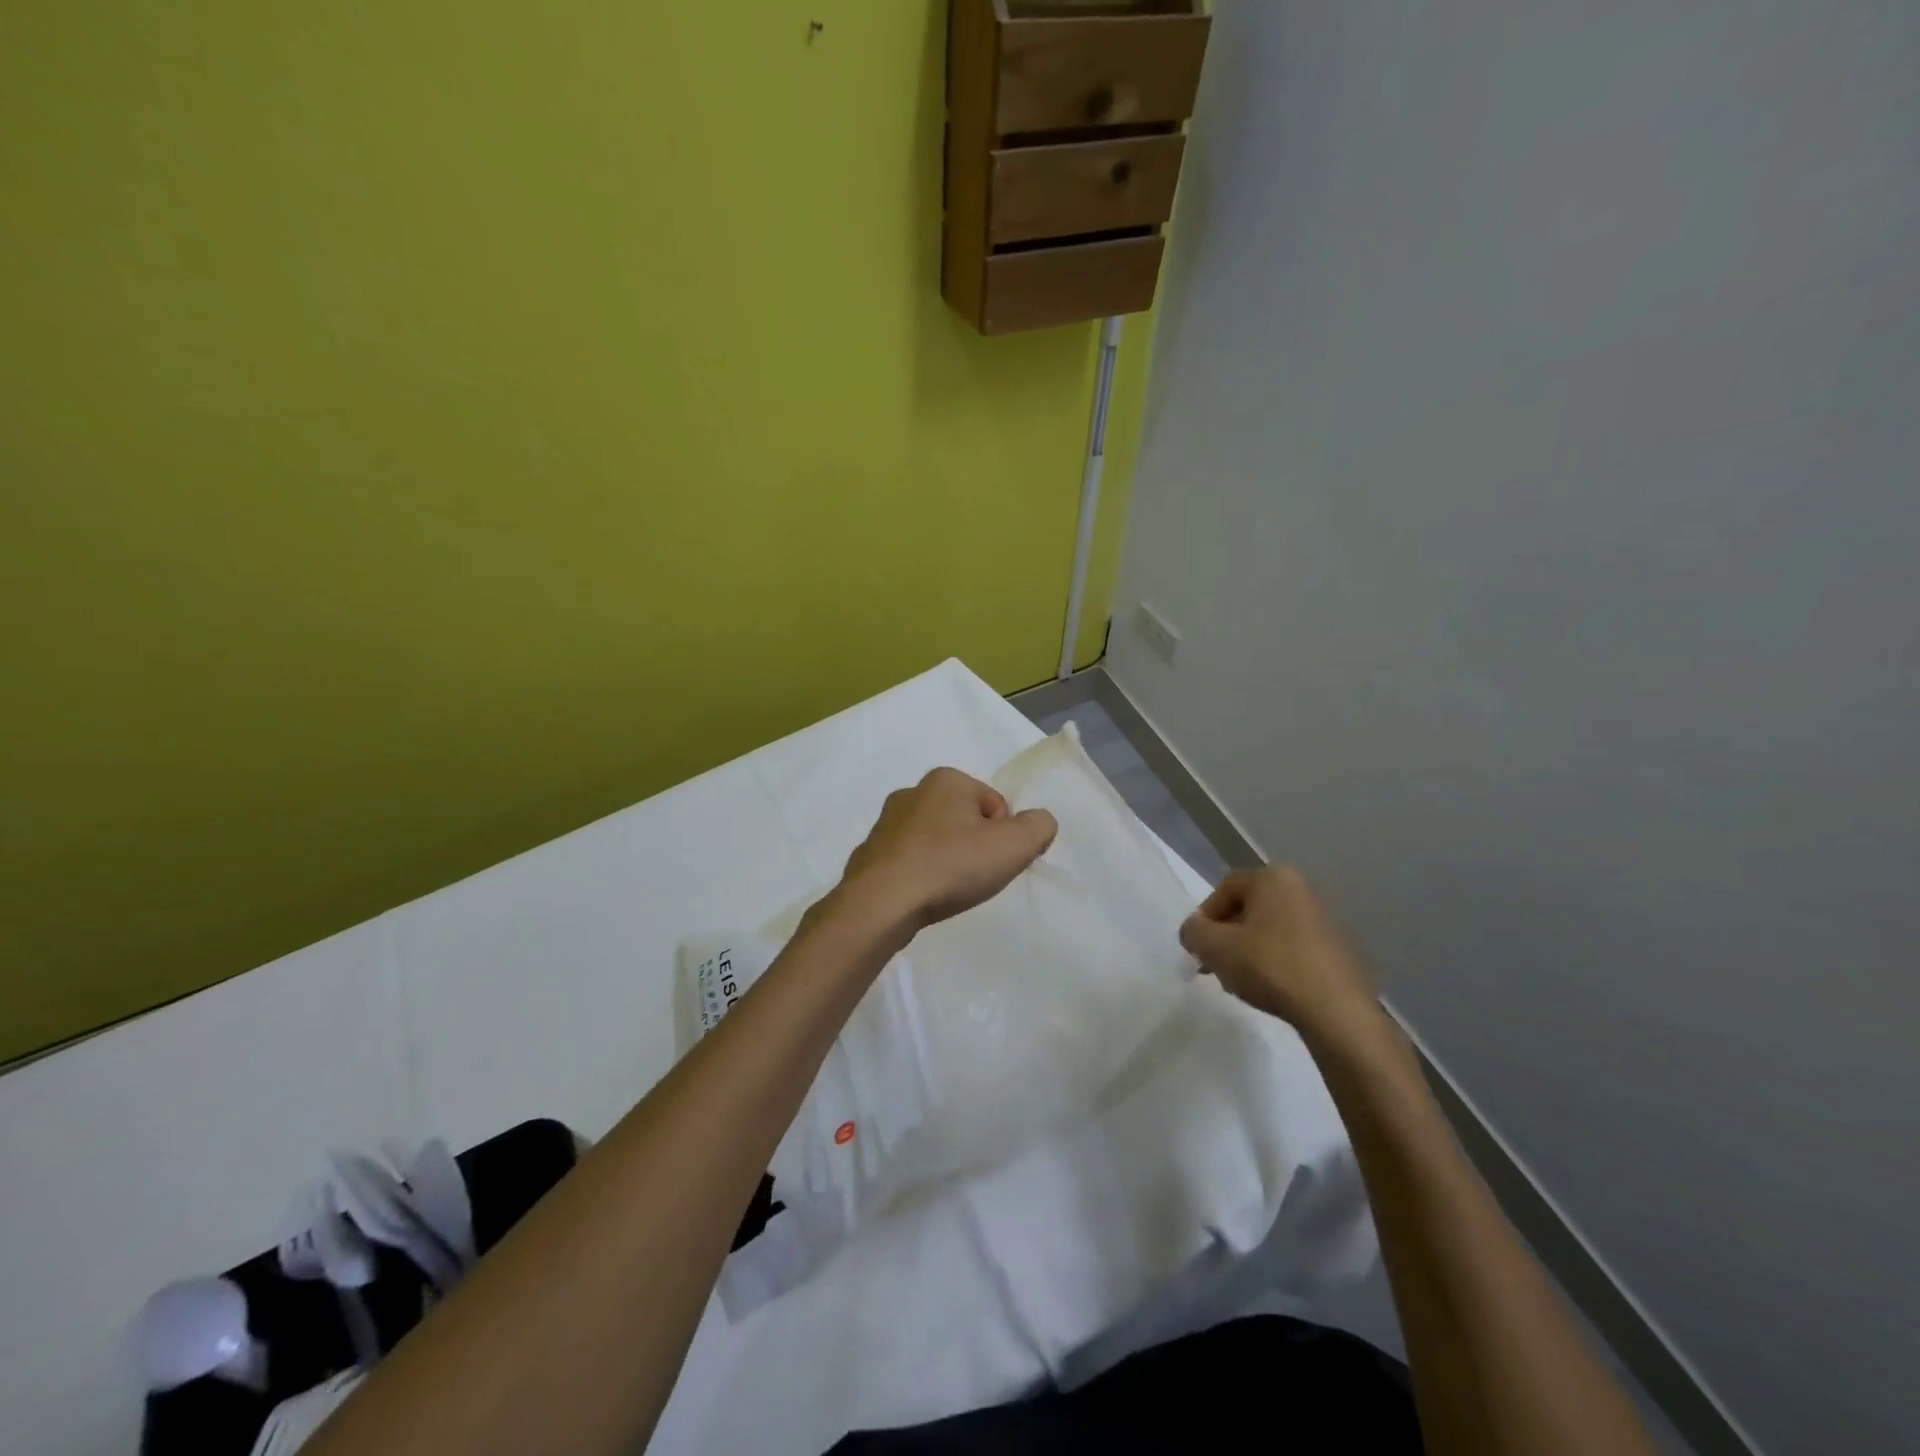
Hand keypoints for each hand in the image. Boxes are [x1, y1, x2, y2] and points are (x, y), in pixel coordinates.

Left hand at [839, 767, 1057, 934]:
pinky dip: (919, 875)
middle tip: (973, 878)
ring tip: (946, 891)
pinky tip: (921, 896)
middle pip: (963, 820)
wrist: (881, 903)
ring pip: (934, 840)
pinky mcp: (869, 853)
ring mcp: (885, 823)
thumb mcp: (1014, 845)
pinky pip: (908, 861)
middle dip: (974, 846)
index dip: (1004, 836)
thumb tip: (1038, 823)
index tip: (994, 862)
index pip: (995, 804)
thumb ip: (1039, 826)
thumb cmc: (951, 865)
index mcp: (946, 779)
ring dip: (946, 861)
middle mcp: (912, 791)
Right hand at [1179, 865, 1378, 1037]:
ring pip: (1272, 930)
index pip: (1225, 889)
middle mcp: (1303, 889)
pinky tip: (1272, 989)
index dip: (1204, 917)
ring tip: (1241, 981)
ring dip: (1250, 951)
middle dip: (1227, 936)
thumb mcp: (1215, 947)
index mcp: (1274, 878)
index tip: (1198, 947)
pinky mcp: (1342, 950)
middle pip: (1250, 909)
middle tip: (1215, 964)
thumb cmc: (1270, 965)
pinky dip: (1278, 963)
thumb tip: (1193, 931)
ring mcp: (1327, 920)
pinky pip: (1296, 949)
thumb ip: (1193, 932)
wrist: (1337, 1011)